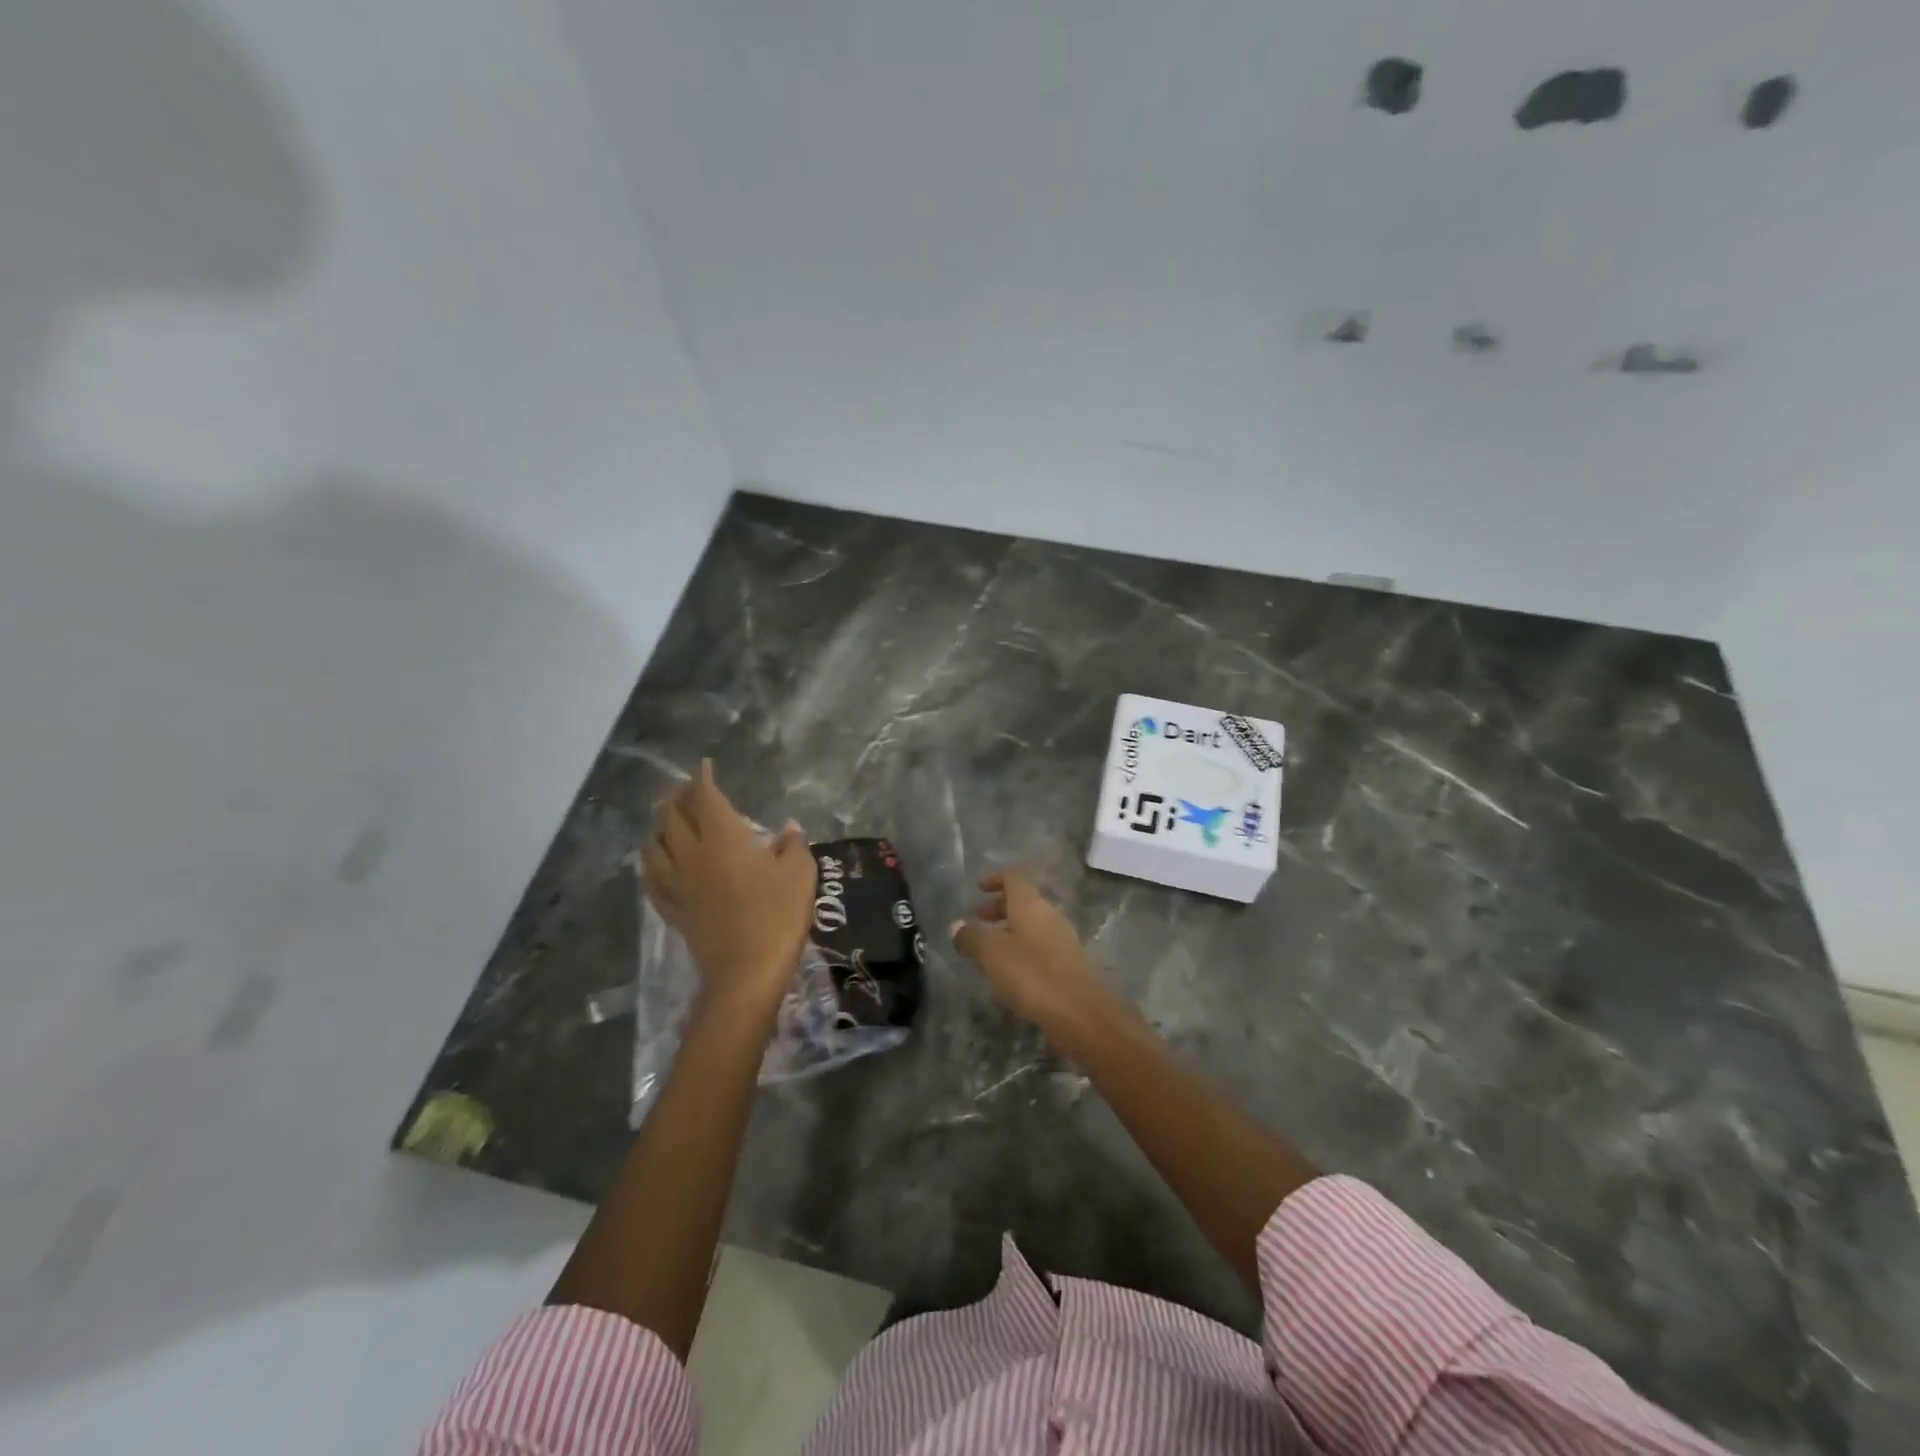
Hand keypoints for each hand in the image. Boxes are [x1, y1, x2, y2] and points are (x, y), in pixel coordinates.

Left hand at [641, 759, 815, 1012]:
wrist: (746, 973)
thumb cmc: (777, 915)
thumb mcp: (799, 873)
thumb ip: (792, 844)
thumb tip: (788, 827)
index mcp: (722, 837)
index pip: (705, 797)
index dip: (702, 779)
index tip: (704, 765)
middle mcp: (692, 854)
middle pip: (672, 816)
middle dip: (676, 796)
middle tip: (685, 788)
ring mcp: (678, 884)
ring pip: (654, 846)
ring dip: (658, 826)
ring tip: (664, 819)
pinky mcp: (673, 910)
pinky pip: (653, 880)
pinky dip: (651, 863)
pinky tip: (654, 863)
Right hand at [950, 870, 1106, 1028]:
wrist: (1080, 1013)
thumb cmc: (1031, 974)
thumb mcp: (991, 954)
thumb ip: (971, 937)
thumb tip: (956, 925)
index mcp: (1030, 904)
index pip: (1014, 876)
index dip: (995, 878)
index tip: (978, 889)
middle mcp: (1049, 914)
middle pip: (1023, 900)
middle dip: (998, 907)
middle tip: (978, 921)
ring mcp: (1062, 939)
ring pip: (1032, 924)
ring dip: (1009, 930)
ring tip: (989, 951)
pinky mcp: (1068, 963)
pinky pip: (1041, 945)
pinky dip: (1023, 949)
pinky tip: (1010, 973)